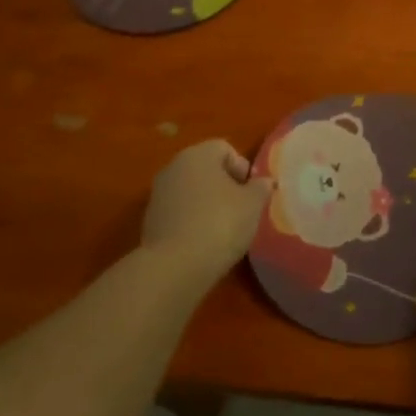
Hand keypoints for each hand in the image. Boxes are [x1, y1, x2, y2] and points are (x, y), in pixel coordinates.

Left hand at [141, 139, 272, 282]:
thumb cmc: (220, 224)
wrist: (175, 266)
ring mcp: (158, 194)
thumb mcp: (253, 205)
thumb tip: (264, 182)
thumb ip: (261, 188)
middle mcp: (174, 167)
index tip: (250, 194)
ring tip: (222, 230)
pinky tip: (203, 243)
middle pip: (206, 169)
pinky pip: (179, 213)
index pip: (225, 149)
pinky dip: (191, 222)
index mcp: (198, 154)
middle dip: (224, 186)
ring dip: (207, 204)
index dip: (242, 168)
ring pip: (191, 191)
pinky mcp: (150, 220)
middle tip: (240, 211)